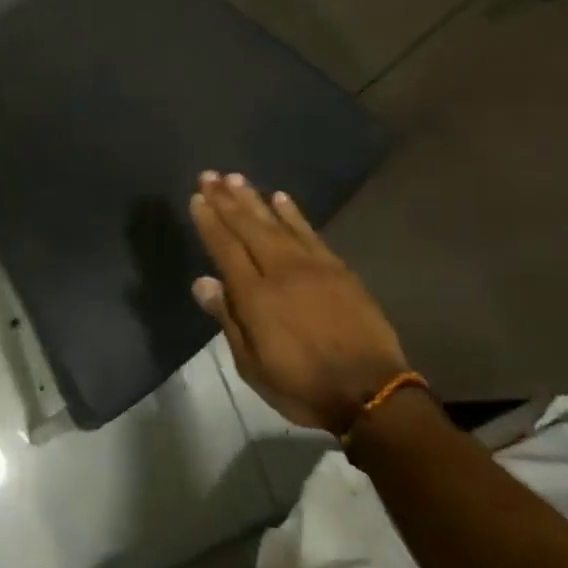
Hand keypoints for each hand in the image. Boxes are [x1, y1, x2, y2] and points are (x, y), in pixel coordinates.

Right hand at [190, 171, 409, 433]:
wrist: (370, 392)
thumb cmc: (303, 386)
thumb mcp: (253, 366)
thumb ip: (228, 319)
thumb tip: (202, 281)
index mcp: (255, 296)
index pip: (225, 247)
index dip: (210, 221)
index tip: (197, 197)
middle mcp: (280, 270)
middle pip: (248, 226)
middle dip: (226, 199)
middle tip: (210, 174)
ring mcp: (312, 265)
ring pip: (276, 222)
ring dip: (254, 198)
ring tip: (236, 177)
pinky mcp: (337, 267)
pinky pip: (309, 231)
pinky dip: (293, 212)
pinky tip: (280, 197)